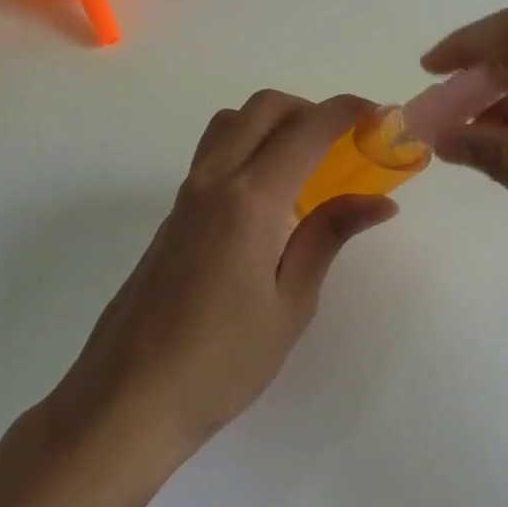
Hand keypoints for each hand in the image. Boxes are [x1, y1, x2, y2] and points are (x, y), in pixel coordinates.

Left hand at [59, 91, 398, 457]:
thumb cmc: (221, 362)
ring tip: (305, 165)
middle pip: (264, 107)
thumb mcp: (290, 305)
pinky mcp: (173, 213)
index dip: (347, 111)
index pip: (307, 129)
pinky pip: (215, 153)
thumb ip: (329, 237)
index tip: (379, 116)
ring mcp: (187, 194)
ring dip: (273, 122)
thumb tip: (379, 202)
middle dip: (310, 109)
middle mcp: (215, 180)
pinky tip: (269, 200)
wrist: (128, 399)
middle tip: (343, 144)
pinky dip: (249, 147)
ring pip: (232, 122)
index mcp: (250, 199)